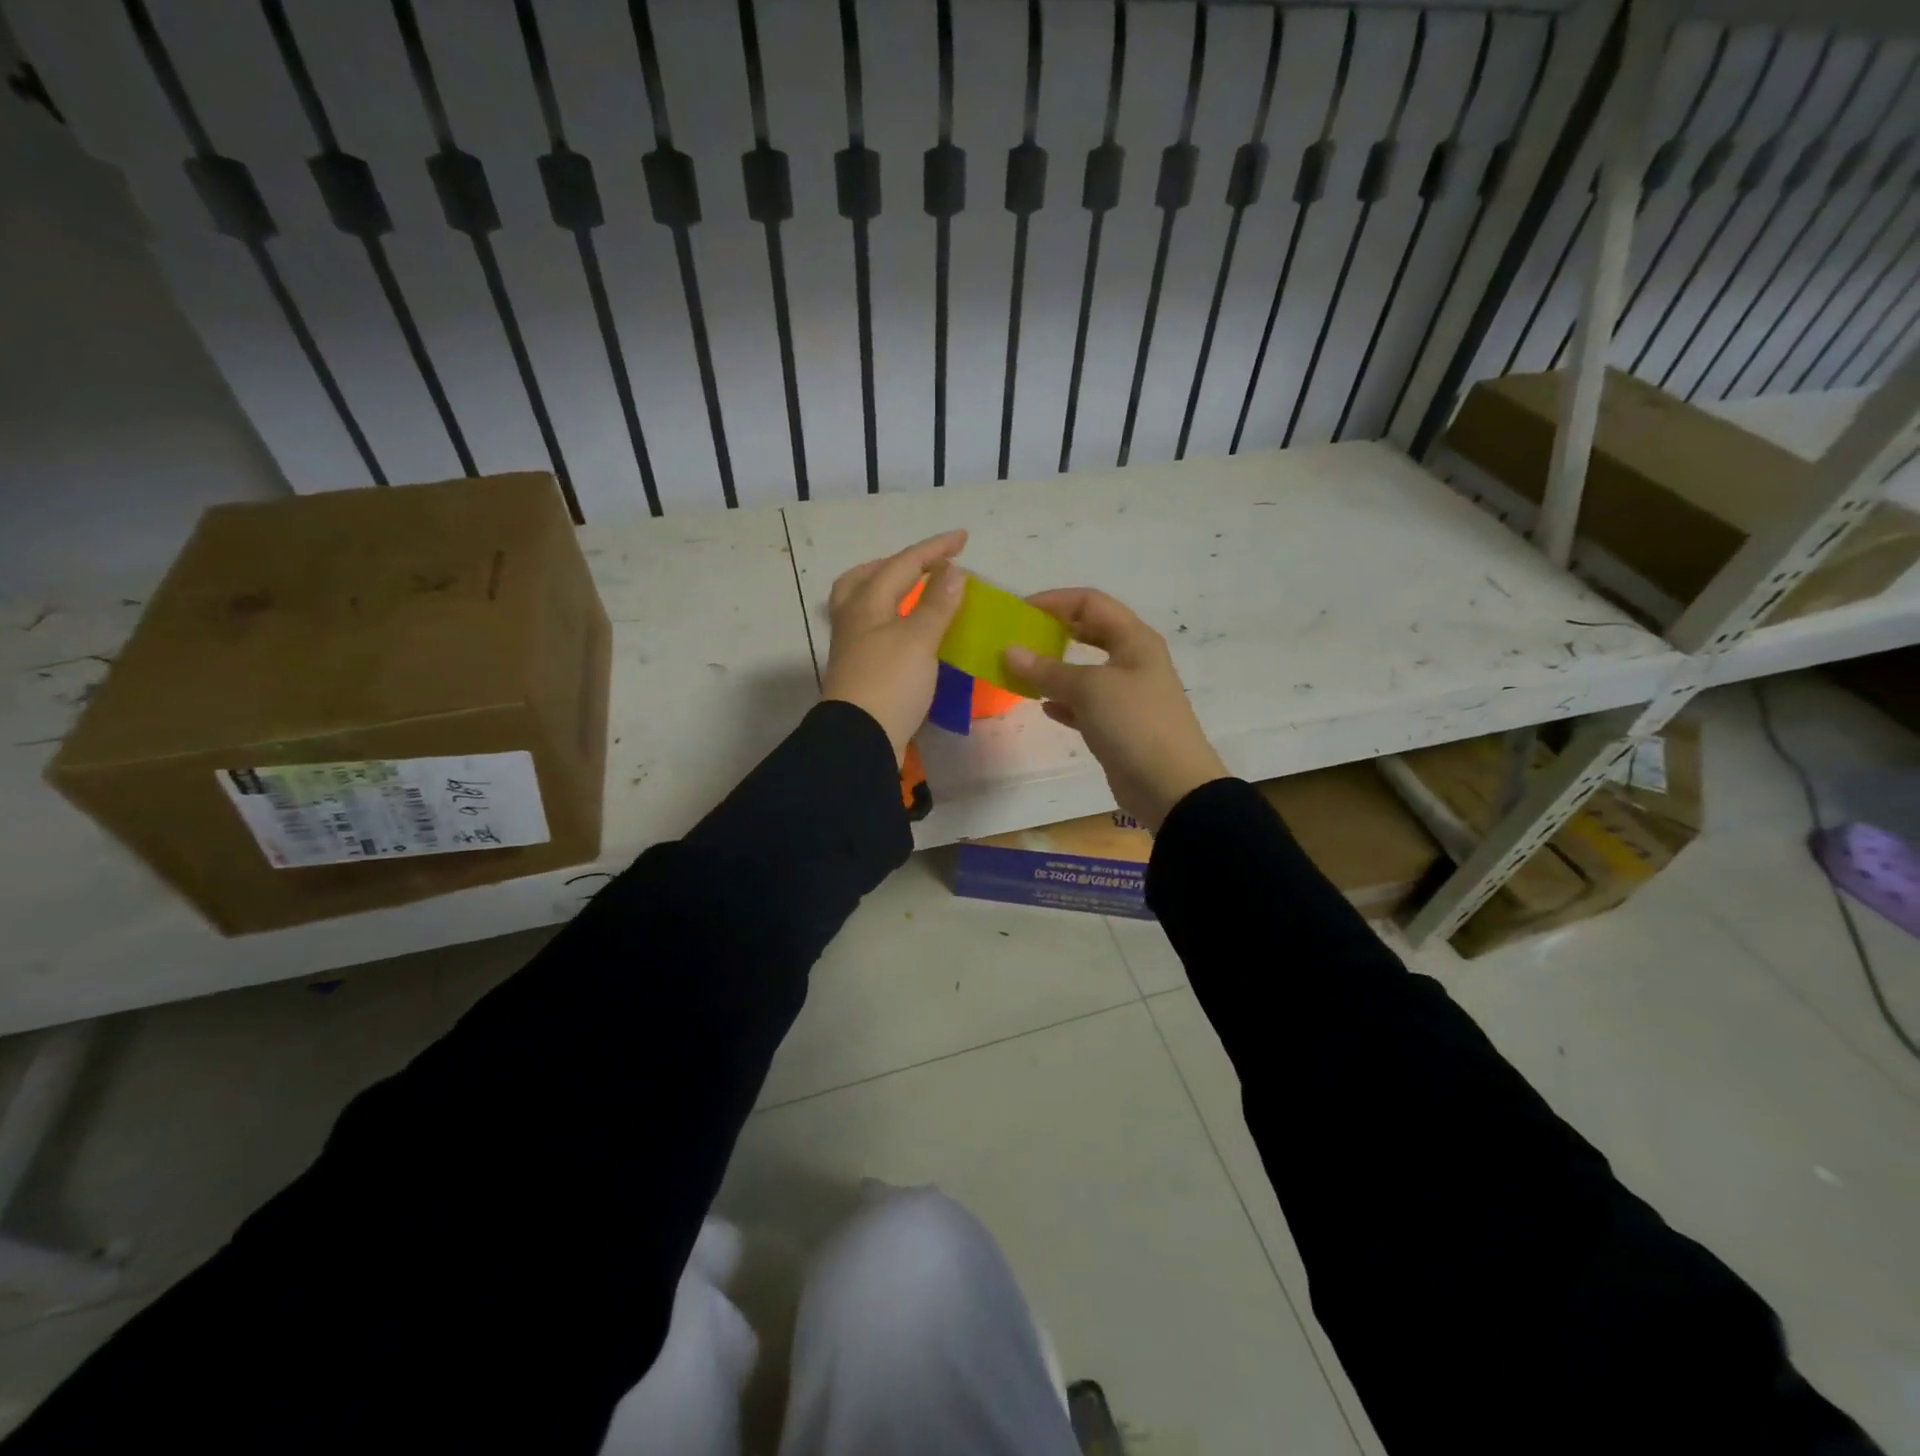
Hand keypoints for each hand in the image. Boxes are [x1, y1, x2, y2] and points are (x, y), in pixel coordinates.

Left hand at [820, 530, 968, 762]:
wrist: (860, 738)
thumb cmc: (890, 683)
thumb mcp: (919, 640)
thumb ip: (937, 604)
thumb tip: (952, 571)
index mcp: (867, 603)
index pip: (903, 564)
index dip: (934, 549)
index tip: (963, 538)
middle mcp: (854, 619)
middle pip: (868, 577)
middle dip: (899, 565)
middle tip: (926, 564)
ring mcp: (852, 646)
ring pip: (864, 603)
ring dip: (888, 590)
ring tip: (913, 592)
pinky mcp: (859, 669)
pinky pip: (873, 628)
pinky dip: (892, 618)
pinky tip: (908, 630)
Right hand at [1006, 588, 1227, 830]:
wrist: (1170, 785)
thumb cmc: (1134, 723)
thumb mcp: (1089, 689)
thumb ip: (1047, 670)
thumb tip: (1009, 652)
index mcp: (1134, 639)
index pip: (1090, 602)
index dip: (1054, 601)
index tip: (1018, 612)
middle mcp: (1132, 660)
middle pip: (1088, 632)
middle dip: (1053, 632)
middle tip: (1018, 638)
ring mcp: (1127, 694)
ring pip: (1084, 671)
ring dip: (1053, 669)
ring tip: (1019, 672)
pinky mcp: (1118, 725)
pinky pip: (1084, 704)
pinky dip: (1063, 701)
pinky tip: (1042, 706)